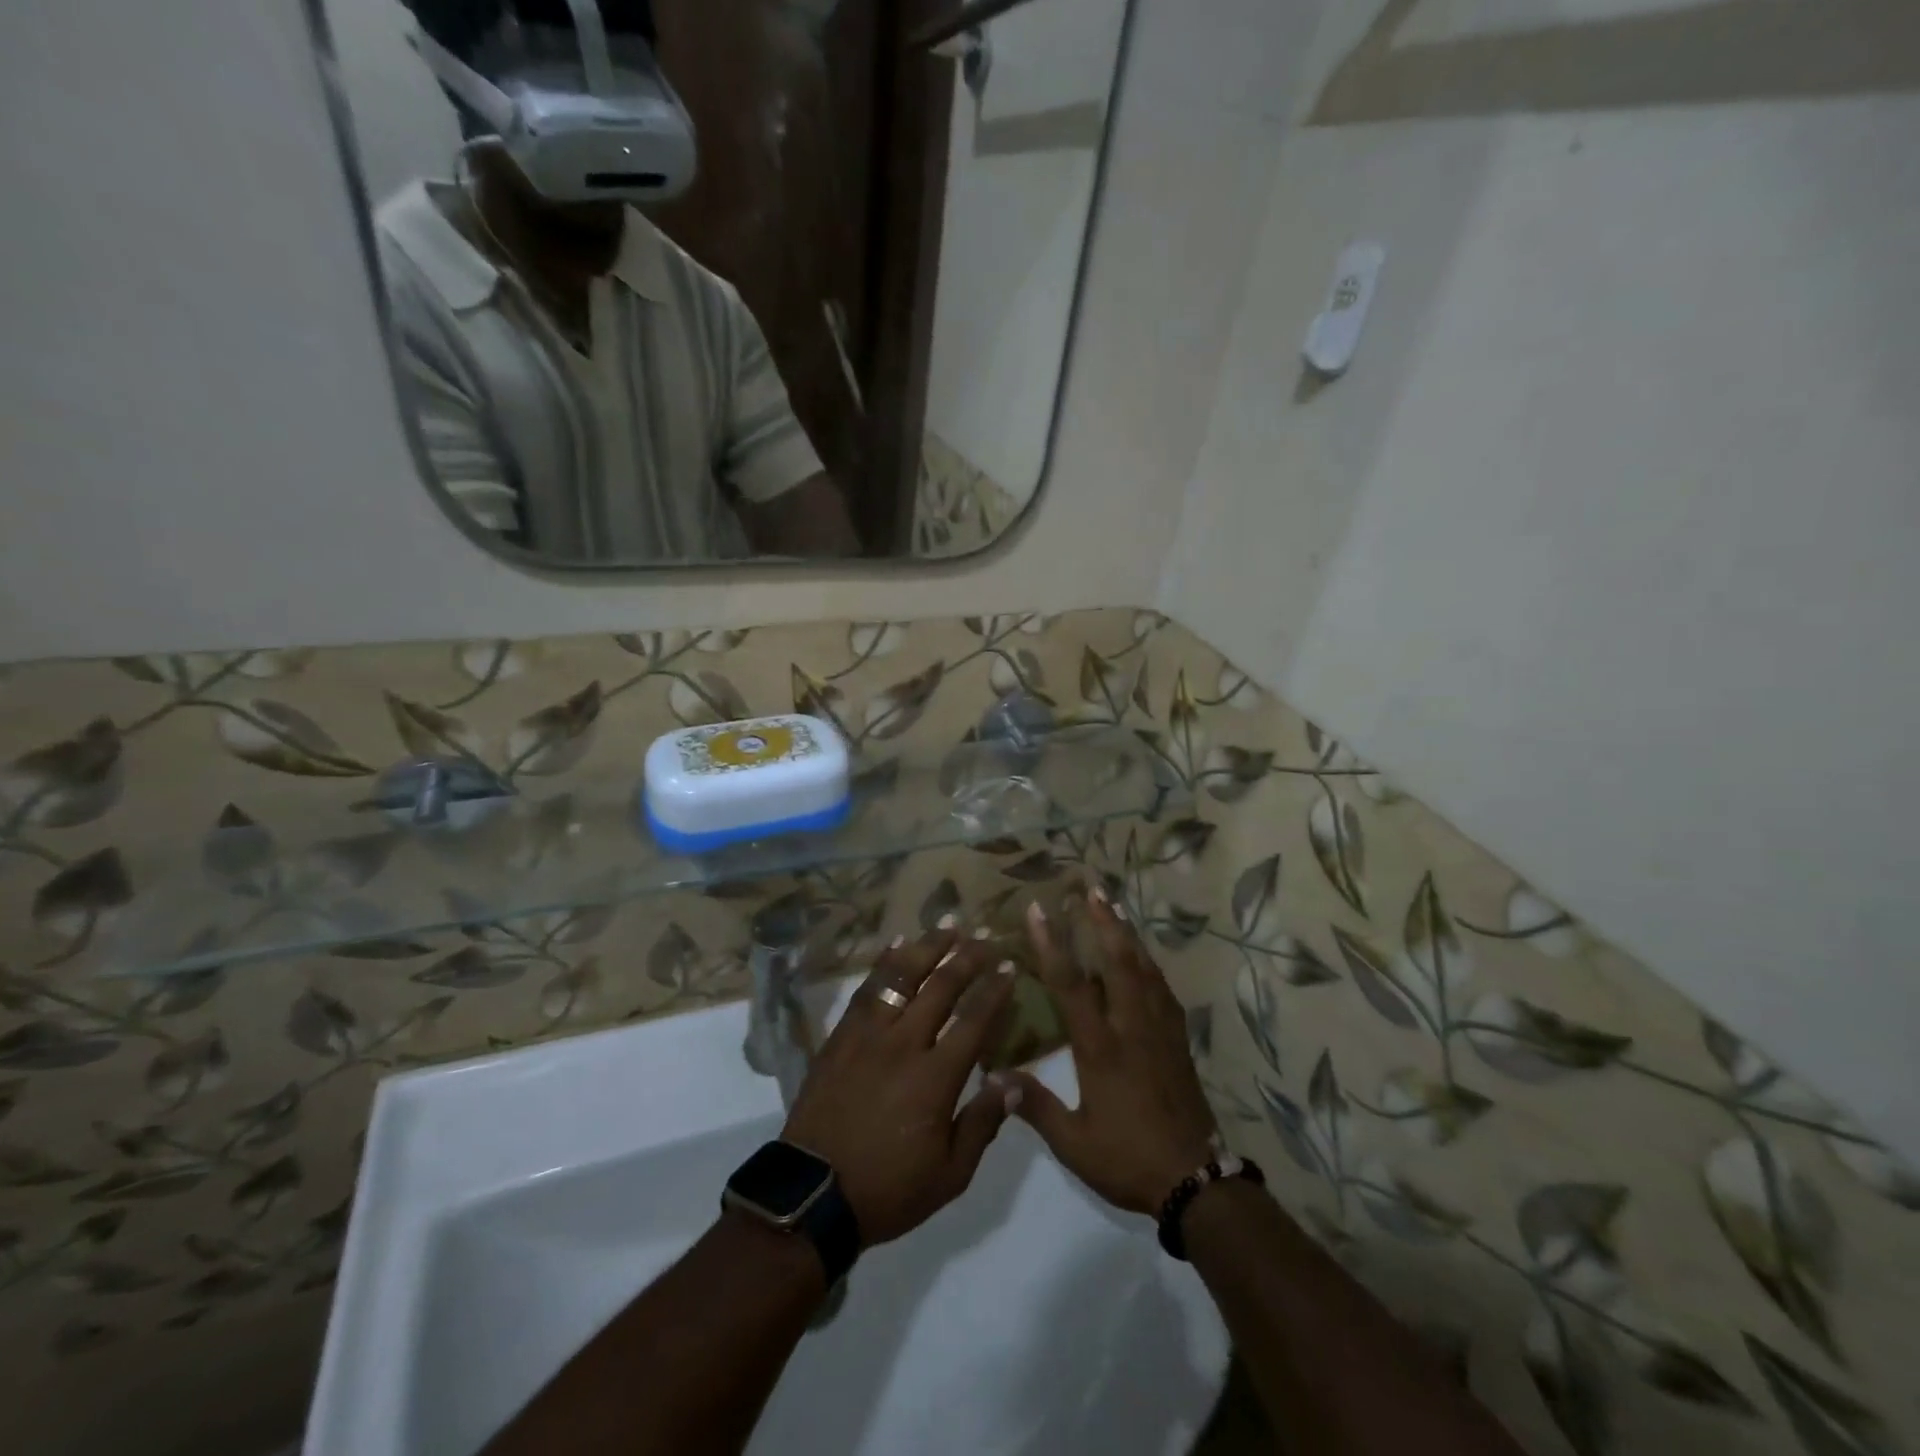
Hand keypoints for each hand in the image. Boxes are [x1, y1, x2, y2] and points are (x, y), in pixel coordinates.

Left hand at [781, 929, 1021, 1246]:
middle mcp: (904, 1043)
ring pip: (902, 976)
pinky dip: (884, 962)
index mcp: (935, 1077)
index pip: (974, 1020)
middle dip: (968, 957)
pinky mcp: (841, 1035)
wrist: (813, 1194)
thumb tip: (1015, 1081)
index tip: (1010, 965)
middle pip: (941, 987)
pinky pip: (866, 988)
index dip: (995, 990)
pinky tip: (896, 943)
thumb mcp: (950, 1174)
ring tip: (948, 925)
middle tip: (986, 936)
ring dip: (928, 946)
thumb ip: (984, 1122)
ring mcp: (868, 1034)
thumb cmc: (889, 1188)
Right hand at [996, 890, 1218, 1216]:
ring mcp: (1159, 1031)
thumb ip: (1036, 1108)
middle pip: (1117, 962)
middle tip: (1092, 888)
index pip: (1071, 985)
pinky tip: (1145, 958)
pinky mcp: (1178, 1041)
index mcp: (1100, 1047)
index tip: (1041, 910)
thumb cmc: (1128, 1159)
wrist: (1195, 1180)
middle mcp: (1131, 1027)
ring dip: (1127, 935)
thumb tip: (995, 1078)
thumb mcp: (1074, 1143)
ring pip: (1144, 970)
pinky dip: (1150, 964)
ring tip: (1115, 907)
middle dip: (1103, 922)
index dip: (1052, 944)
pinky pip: (1163, 990)